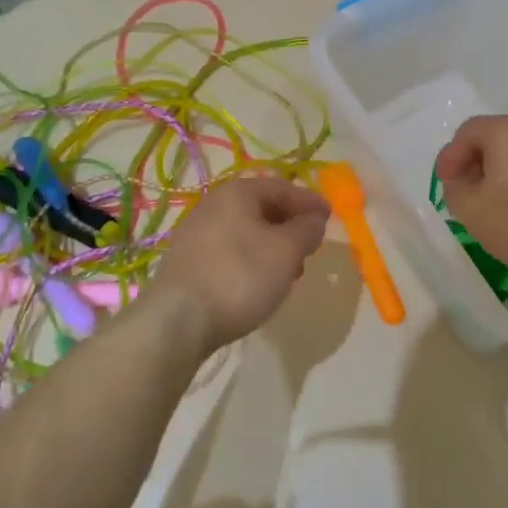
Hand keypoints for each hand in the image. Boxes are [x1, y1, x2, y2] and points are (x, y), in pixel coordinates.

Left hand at [146, 177, 329, 353]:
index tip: (330, 217)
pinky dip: (251, 261)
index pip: (283, 187)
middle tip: (310, 247)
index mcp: (238, 193)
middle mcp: (213, 205)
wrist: (177, 321)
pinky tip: (259, 284)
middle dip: (290, 225)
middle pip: (262, 208)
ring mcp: (195, 234)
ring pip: (245, 232)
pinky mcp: (187, 263)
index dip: (309, 201)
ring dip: (272, 246)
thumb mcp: (286, 251)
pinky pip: (229, 252)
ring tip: (289, 272)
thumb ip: (307, 229)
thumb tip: (314, 218)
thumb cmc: (240, 276)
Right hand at [433, 115, 507, 282]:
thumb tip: (462, 183)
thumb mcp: (472, 210)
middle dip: (477, 165)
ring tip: (497, 208)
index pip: (469, 131)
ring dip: (504, 177)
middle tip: (467, 195)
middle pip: (498, 140)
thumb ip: (456, 191)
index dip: (450, 156)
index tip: (445, 184)